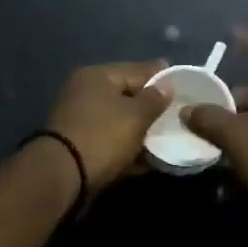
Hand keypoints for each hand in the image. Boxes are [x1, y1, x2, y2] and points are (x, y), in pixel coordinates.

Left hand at [42, 60, 171, 196]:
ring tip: (169, 140)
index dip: (161, 78)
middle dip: (152, 108)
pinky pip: (112, 142)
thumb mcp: (135, 116)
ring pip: (120, 121)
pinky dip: (129, 148)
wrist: (62, 177)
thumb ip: (154, 99)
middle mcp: (86, 93)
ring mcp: (81, 120)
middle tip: (178, 116)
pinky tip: (150, 160)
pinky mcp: (81, 146)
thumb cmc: (102, 136)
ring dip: (142, 131)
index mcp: (97, 76)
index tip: (184, 86)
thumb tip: (167, 84)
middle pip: (127, 96)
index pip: (137, 70)